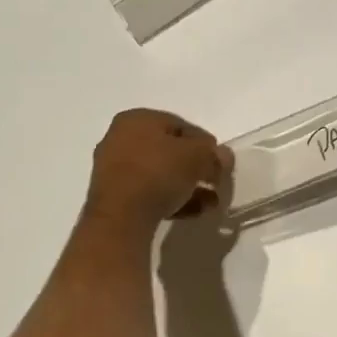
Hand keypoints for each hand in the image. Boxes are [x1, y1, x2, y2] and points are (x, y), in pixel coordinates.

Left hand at [84, 109, 231, 229]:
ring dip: (187, 187)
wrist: (120, 217)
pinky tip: (193, 212)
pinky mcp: (113, 198)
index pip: (179, 125)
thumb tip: (223, 157)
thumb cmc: (158, 172)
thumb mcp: (197, 157)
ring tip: (210, 203)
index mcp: (137, 119)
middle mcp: (120, 138)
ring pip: (159, 174)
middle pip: (168, 150)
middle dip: (196, 167)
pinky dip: (170, 200)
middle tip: (216, 182)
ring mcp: (113, 169)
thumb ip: (213, 154)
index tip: (220, 161)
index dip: (204, 143)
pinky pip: (148, 193)